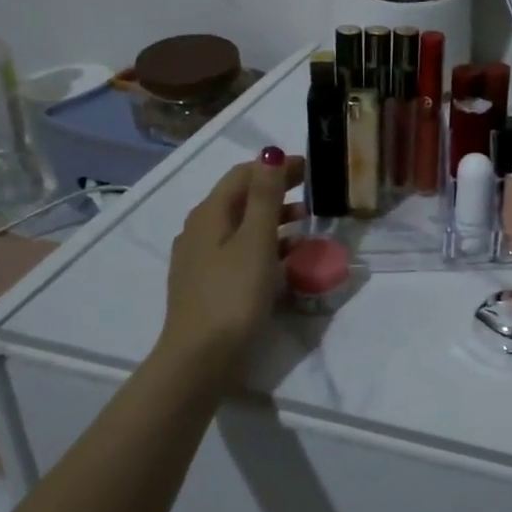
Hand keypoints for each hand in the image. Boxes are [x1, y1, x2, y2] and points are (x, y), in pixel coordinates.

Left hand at [156, 152, 305, 367]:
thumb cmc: (233, 294)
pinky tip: (286, 257)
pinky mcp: (208, 282)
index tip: (310, 168)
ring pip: (241, 225)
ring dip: (273, 216)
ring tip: (305, 222)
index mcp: (210, 214)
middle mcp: (200, 229)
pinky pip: (239, 250)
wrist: (200, 358)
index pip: (243, 175)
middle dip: (276, 189)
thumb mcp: (256, 240)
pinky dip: (264, 243)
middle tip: (312, 190)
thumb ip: (265, 196)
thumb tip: (269, 154)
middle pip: (241, 198)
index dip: (275, 166)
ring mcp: (200, 258)